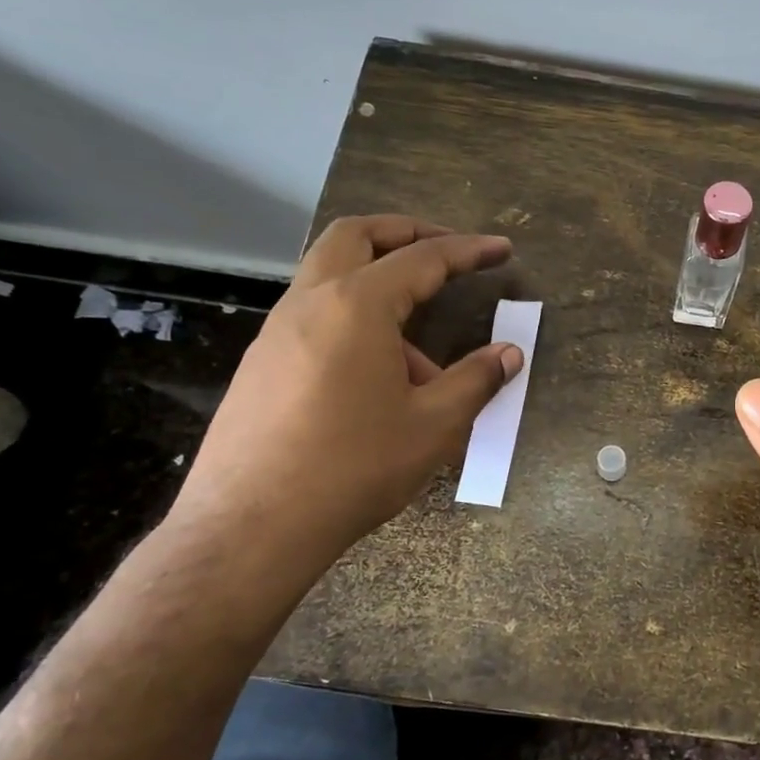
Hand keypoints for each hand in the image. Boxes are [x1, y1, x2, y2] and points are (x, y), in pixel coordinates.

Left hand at [172, 215, 521, 582]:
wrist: (250, 527)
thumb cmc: (353, 467)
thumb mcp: (433, 425)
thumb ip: (475, 380)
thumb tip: (509, 354)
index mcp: (356, 306)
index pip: (423, 258)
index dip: (468, 250)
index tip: (502, 249)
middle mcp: (310, 303)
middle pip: (356, 236)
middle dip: (406, 232)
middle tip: (447, 250)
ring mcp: (277, 332)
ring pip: (330, 276)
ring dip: (381, 286)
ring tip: (425, 357)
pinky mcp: (262, 364)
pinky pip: (316, 318)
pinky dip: (355, 321)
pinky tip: (380, 382)